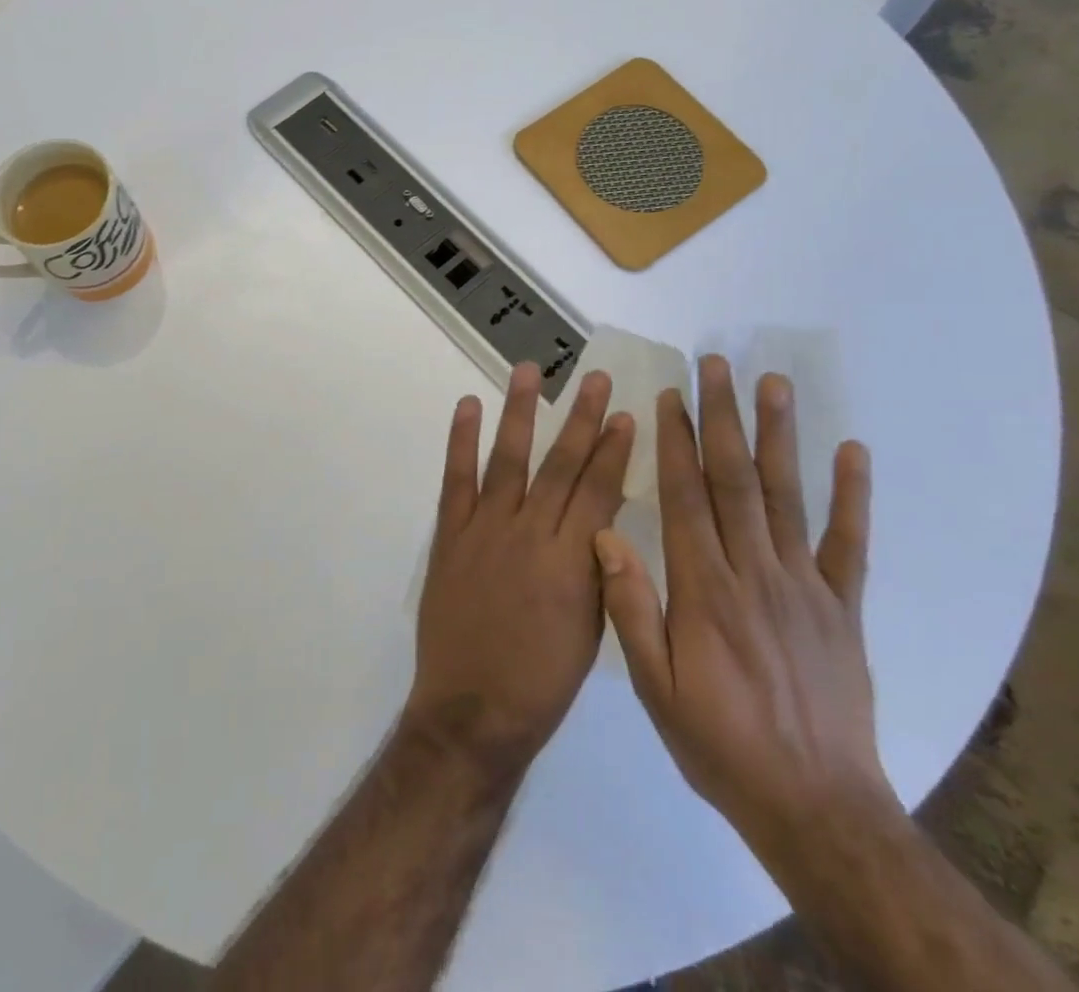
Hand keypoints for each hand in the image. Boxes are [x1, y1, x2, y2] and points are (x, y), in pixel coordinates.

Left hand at [405, 362, 634, 775]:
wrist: (473, 710)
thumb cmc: (542, 680)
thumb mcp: (590, 626)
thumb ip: (597, 565)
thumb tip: (605, 513)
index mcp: (571, 561)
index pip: (598, 490)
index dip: (614, 450)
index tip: (627, 414)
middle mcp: (530, 533)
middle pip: (560, 464)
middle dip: (581, 418)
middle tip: (595, 378)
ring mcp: (485, 529)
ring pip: (508, 458)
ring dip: (519, 411)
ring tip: (528, 369)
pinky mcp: (451, 534)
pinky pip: (456, 479)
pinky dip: (460, 440)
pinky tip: (468, 406)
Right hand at [596, 355, 891, 859]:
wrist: (816, 809)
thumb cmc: (720, 744)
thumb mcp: (655, 687)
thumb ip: (630, 608)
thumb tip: (604, 536)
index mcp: (704, 589)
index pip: (686, 497)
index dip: (676, 442)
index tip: (670, 397)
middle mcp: (755, 572)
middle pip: (735, 480)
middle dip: (723, 417)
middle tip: (717, 365)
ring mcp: (806, 587)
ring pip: (789, 496)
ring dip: (780, 436)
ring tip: (773, 384)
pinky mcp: (844, 609)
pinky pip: (850, 544)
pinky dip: (853, 496)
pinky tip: (853, 452)